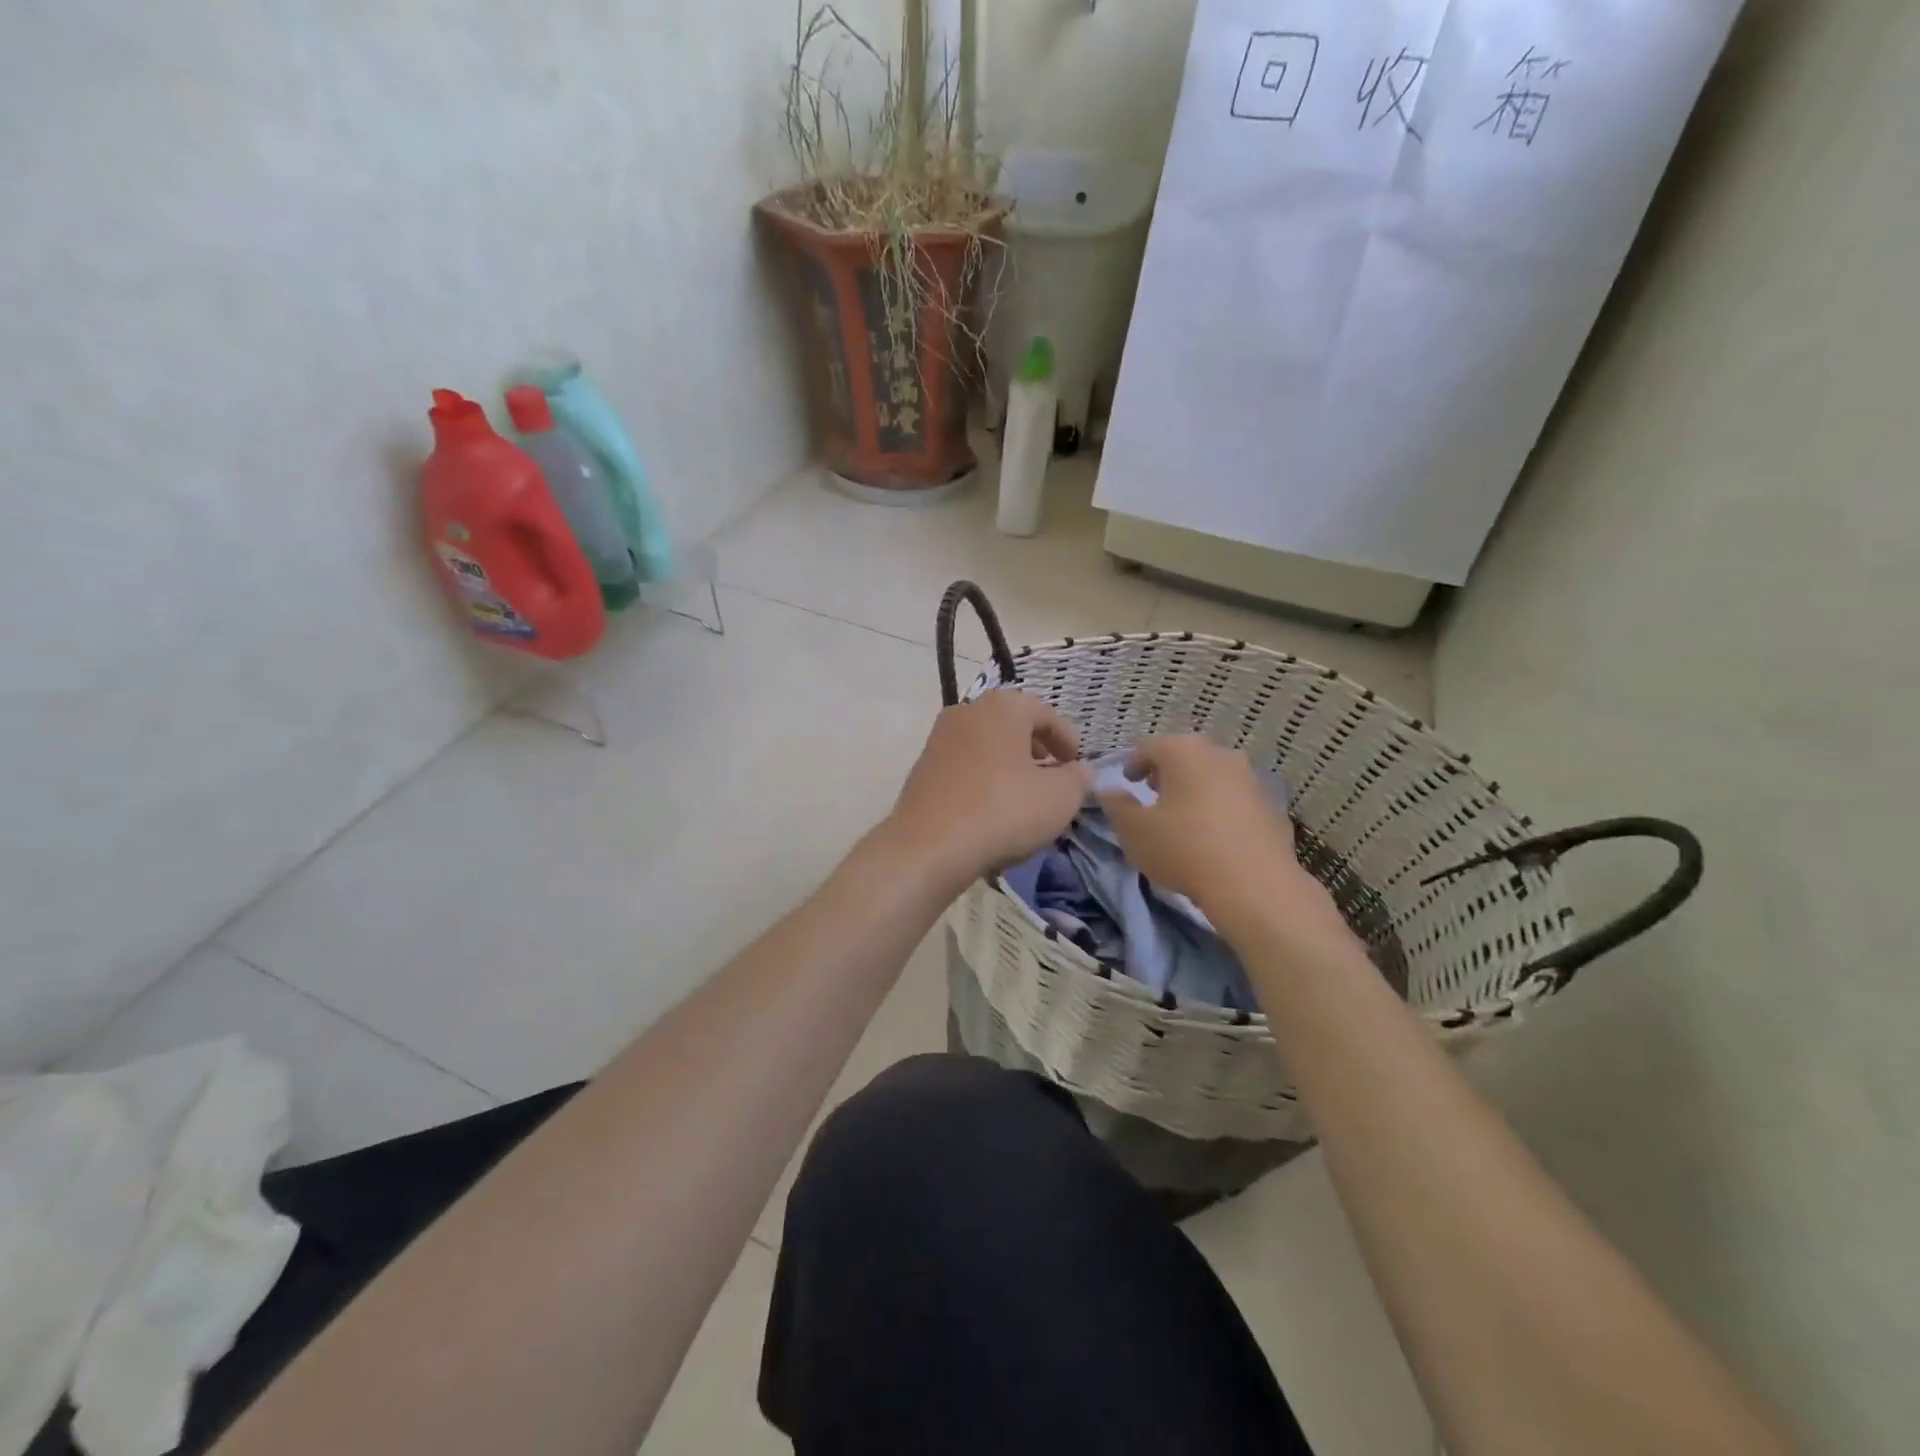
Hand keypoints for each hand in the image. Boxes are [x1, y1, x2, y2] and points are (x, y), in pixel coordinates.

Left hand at [886, 690, 1091, 885]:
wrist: (929, 845)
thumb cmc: (1003, 811)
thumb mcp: (1059, 798)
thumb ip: (1078, 779)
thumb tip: (1079, 770)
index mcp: (1003, 707)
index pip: (1046, 713)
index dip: (1068, 739)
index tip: (1078, 766)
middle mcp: (968, 711)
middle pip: (1012, 724)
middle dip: (1037, 748)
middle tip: (1053, 775)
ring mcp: (939, 738)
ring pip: (987, 744)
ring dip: (1009, 763)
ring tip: (1024, 794)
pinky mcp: (922, 767)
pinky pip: (965, 764)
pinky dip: (984, 777)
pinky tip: (992, 807)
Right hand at [1097, 735, 1351, 945]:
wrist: (1254, 885)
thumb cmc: (1184, 849)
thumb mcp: (1134, 831)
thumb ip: (1117, 806)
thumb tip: (1109, 792)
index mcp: (1184, 752)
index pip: (1150, 746)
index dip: (1133, 763)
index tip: (1127, 782)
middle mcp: (1220, 755)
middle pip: (1186, 756)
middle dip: (1167, 773)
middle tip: (1154, 794)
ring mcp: (1252, 779)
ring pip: (1214, 775)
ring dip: (1196, 789)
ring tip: (1184, 817)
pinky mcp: (1272, 806)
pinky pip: (1237, 799)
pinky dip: (1221, 808)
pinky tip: (1215, 836)